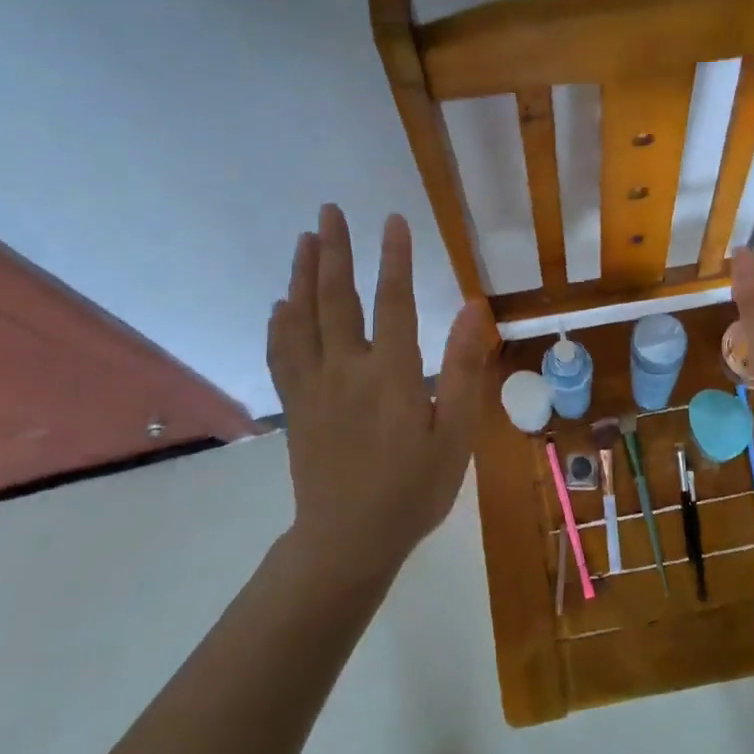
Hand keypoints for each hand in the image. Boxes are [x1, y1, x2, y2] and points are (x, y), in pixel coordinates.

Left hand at [267, 205, 492, 576]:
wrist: (347, 542)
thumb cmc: (412, 490)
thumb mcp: (455, 437)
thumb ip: (463, 370)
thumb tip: (472, 310)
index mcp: (389, 376)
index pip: (393, 302)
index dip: (394, 258)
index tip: (393, 220)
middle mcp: (345, 371)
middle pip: (335, 298)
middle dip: (333, 250)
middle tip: (329, 211)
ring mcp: (312, 387)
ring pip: (301, 319)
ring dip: (302, 275)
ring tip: (304, 239)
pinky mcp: (295, 406)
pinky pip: (281, 354)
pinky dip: (280, 323)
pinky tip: (281, 304)